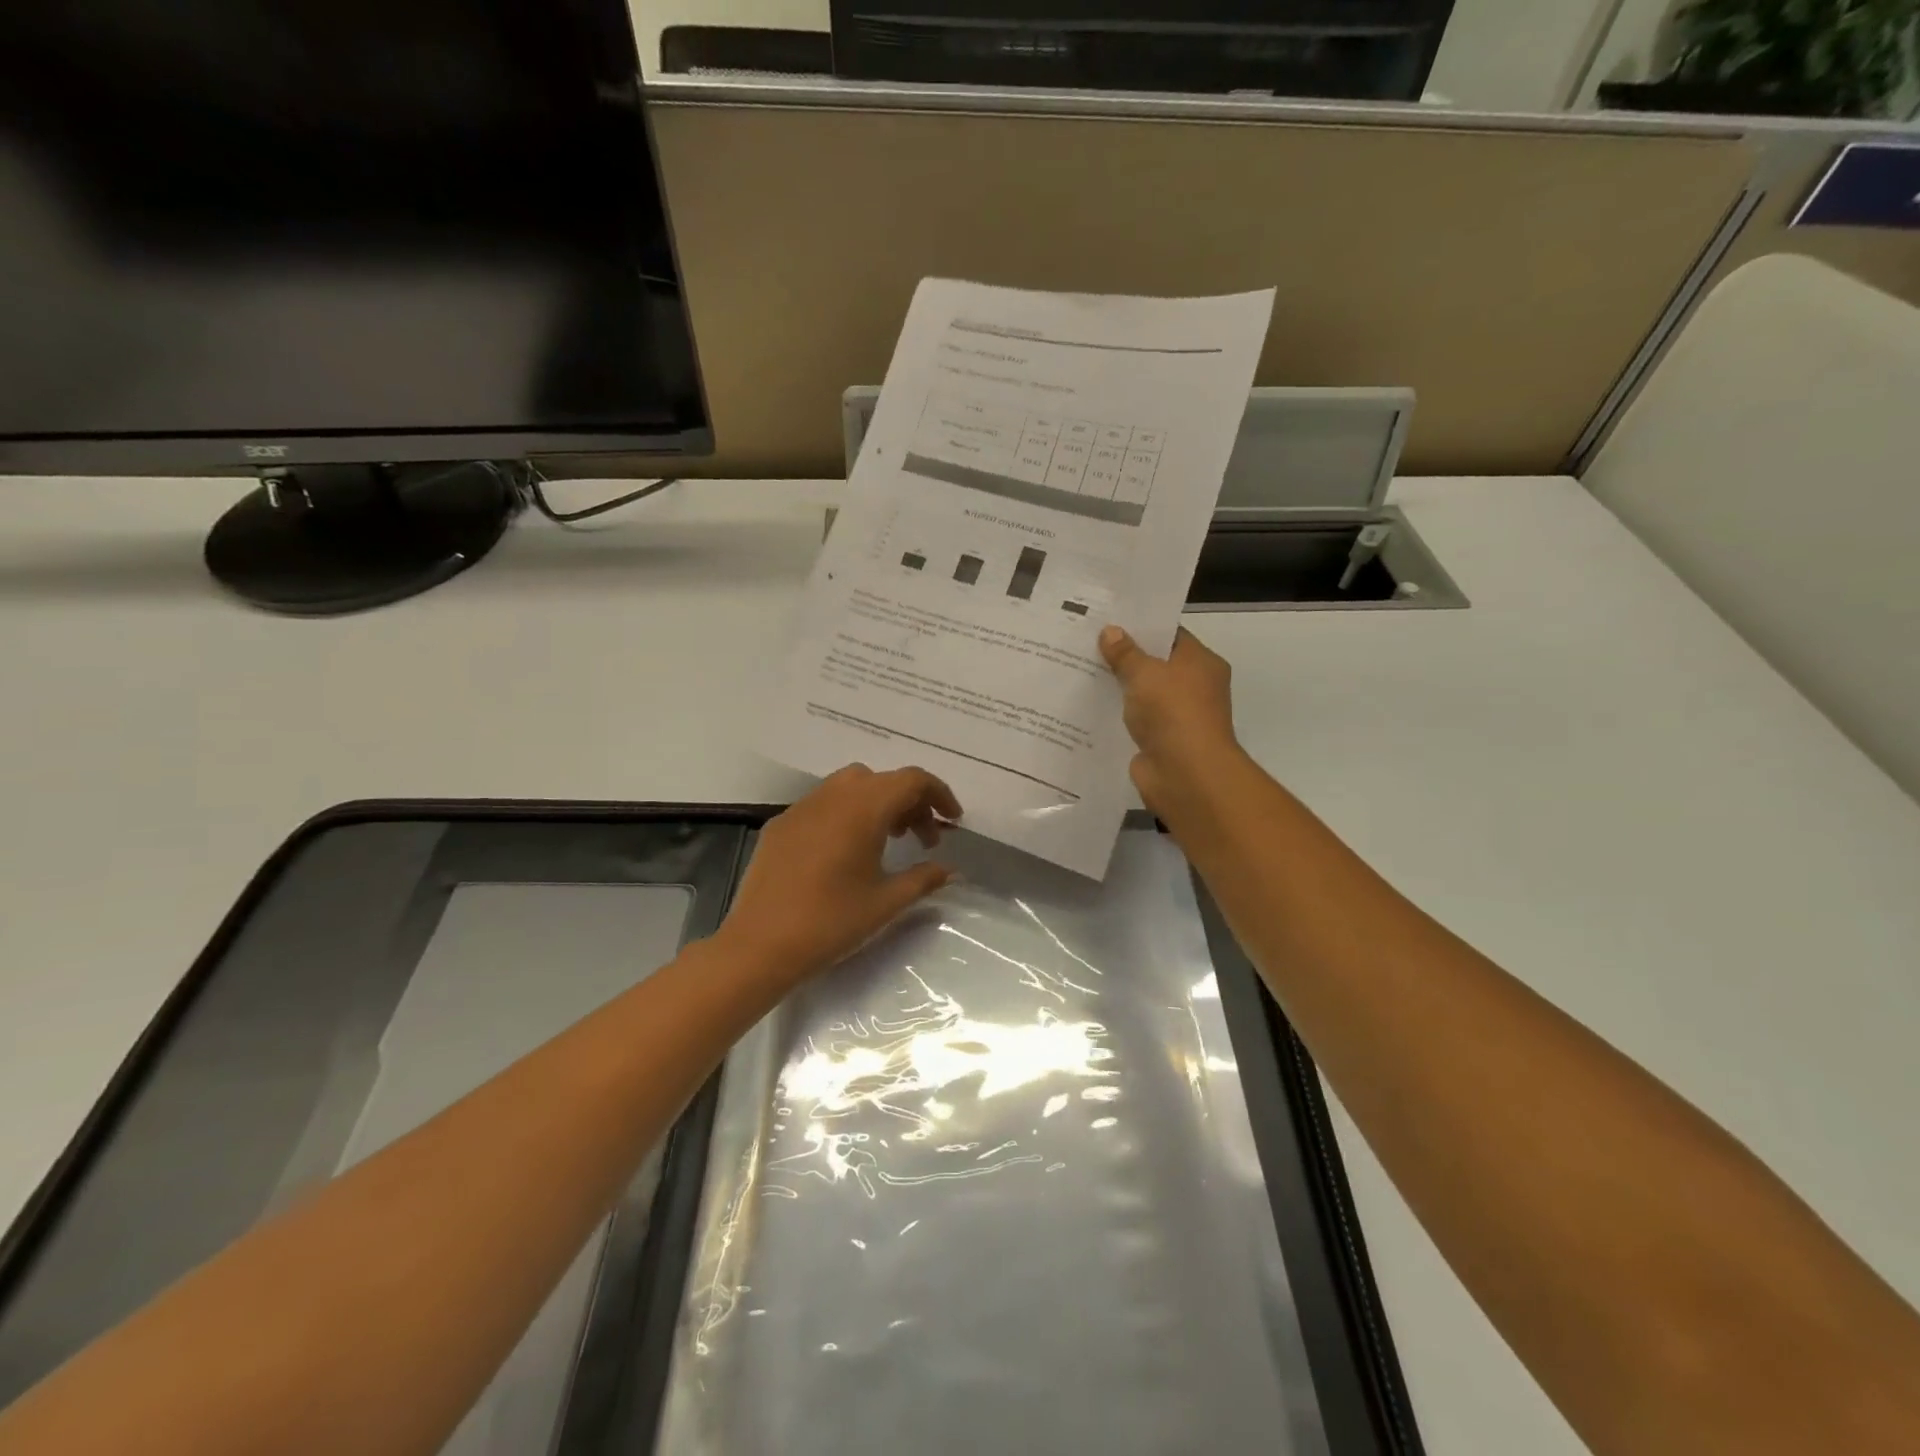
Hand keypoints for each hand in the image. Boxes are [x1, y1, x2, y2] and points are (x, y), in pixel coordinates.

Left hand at [717, 765, 962, 981]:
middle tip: (923, 839)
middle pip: (882, 780)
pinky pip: (823, 804)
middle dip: (910, 802)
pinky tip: (845, 853)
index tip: (953, 821)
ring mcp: (802, 807)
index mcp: (863, 808)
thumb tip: (949, 870)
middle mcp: (833, 796)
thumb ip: (924, 879)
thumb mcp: (886, 902)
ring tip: (888, 841)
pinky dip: (847, 814)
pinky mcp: (780, 824)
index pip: (911, 780)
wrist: (759, 945)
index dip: (939, 794)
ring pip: (850, 786)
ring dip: (878, 805)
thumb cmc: (831, 922)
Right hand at [1098, 625, 1246, 818]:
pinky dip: (1117, 716)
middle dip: (1124, 657)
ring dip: (1118, 689)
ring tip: (1080, 672)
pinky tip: (1087, 707)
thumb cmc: (1172, 712)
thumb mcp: (1144, 673)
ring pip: (1142, 695)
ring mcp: (1177, 717)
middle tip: (1087, 643)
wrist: (1185, 774)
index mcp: (1201, 663)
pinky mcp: (1160, 742)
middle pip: (1155, 665)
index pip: (1170, 635)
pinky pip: (1135, 722)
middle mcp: (1194, 687)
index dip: (1141, 627)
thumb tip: (1110, 631)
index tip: (1109, 620)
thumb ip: (1125, 653)